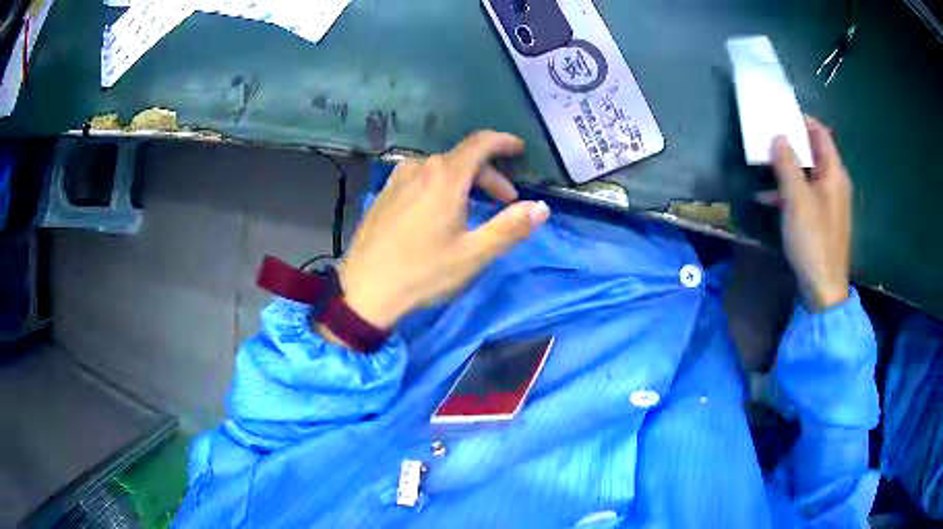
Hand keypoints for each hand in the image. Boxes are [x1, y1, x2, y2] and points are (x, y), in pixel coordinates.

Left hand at [335, 131, 549, 330]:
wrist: (364, 291)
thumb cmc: (422, 273)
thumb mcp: (473, 254)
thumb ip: (510, 227)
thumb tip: (541, 207)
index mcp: (444, 177)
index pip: (480, 143)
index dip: (503, 141)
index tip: (520, 149)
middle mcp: (420, 168)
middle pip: (462, 158)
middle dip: (490, 176)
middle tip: (505, 203)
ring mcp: (397, 180)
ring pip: (441, 169)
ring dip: (465, 181)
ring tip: (473, 210)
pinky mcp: (384, 194)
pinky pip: (420, 178)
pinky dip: (440, 186)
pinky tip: (439, 212)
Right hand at [766, 117, 851, 310]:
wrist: (824, 290)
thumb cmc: (813, 241)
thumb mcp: (797, 199)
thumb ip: (787, 164)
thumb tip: (777, 136)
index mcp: (834, 173)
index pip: (821, 133)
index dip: (802, 120)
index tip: (779, 115)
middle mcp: (835, 184)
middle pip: (813, 152)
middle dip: (790, 144)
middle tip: (767, 141)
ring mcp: (830, 203)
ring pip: (808, 174)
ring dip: (787, 169)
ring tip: (762, 170)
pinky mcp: (822, 220)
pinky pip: (806, 194)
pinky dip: (790, 191)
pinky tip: (769, 199)